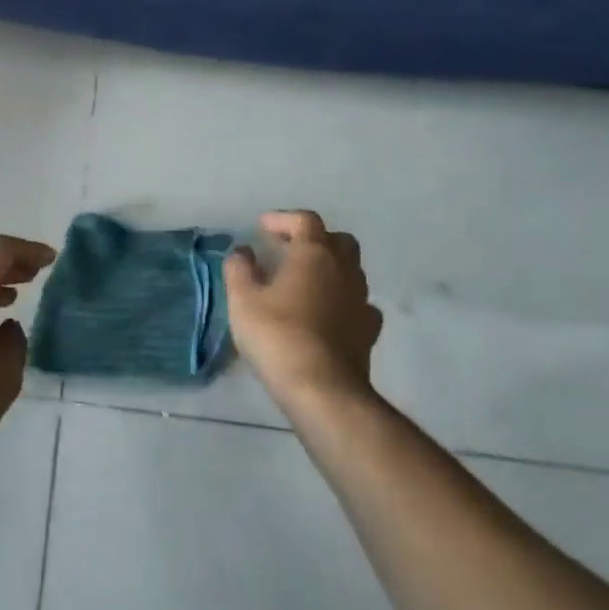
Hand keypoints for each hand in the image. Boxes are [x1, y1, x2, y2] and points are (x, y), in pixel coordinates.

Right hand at [225, 211, 382, 409]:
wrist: (323, 390)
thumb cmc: (278, 336)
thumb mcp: (243, 299)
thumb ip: (239, 269)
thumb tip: (242, 252)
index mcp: (314, 254)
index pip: (305, 220)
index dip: (283, 219)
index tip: (262, 228)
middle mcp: (344, 270)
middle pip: (338, 240)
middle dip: (314, 239)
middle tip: (288, 250)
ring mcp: (361, 301)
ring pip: (351, 270)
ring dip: (329, 268)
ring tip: (303, 281)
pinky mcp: (368, 331)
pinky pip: (358, 303)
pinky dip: (342, 300)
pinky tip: (326, 313)